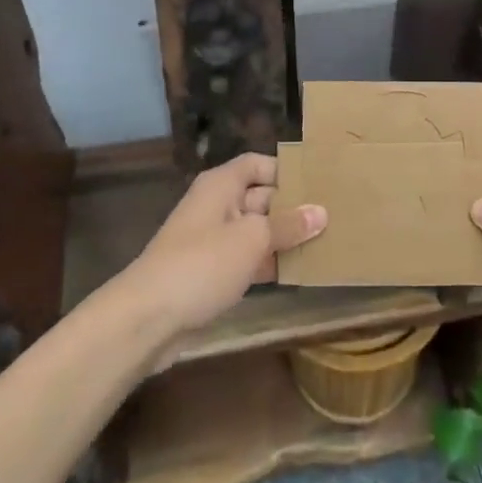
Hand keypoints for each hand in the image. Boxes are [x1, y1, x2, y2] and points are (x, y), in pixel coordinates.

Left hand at [122, 152, 326, 339]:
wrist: (148, 318)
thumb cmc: (202, 264)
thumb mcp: (252, 239)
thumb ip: (289, 224)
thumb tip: (321, 212)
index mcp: (221, 186)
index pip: (258, 164)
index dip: (286, 171)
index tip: (320, 184)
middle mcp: (217, 206)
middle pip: (261, 197)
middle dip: (293, 208)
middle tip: (333, 217)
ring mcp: (213, 240)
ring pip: (257, 231)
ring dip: (284, 238)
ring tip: (325, 244)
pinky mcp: (211, 272)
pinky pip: (247, 258)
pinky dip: (269, 263)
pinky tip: (298, 272)